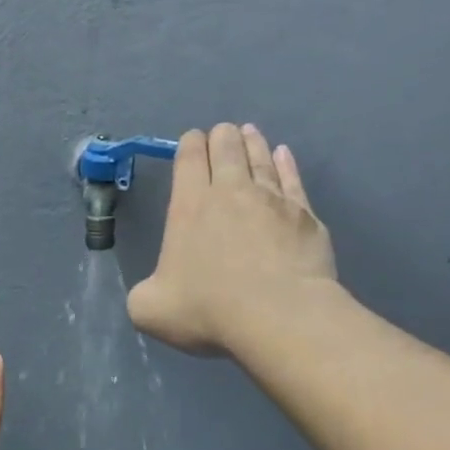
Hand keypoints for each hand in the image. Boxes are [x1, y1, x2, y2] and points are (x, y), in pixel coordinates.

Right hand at [127, 123, 337, 356]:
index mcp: (190, 207)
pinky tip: (284, 155)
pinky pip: (292, 178)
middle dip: (221, 137)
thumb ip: (144, 294)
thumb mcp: (150, 310)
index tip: (191, 141)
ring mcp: (273, 200)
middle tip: (221, 135)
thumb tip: (155, 290)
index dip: (189, 145)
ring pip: (261, 158)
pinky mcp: (305, 215)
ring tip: (249, 133)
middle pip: (227, 148)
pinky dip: (286, 163)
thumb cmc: (208, 310)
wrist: (278, 316)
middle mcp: (231, 192)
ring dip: (252, 143)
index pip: (189, 159)